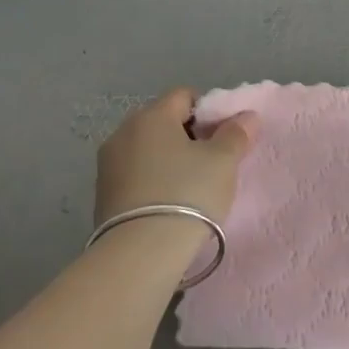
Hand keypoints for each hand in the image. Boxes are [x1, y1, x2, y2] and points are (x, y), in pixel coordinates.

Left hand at [95, 87, 257, 222]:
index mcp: (152, 116)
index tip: (222, 137)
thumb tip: (246, 116)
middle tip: (210, 161)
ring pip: (147, 149)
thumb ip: (236, 134)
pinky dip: (152, 180)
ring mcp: (107, 164)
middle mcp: (123, 132)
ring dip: (167, 159)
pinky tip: (168, 203)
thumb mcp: (223, 161)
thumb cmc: (188, 193)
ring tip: (189, 186)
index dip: (208, 111)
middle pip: (163, 121)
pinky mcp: (101, 195)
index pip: (184, 95)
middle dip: (187, 135)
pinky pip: (134, 174)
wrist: (141, 253)